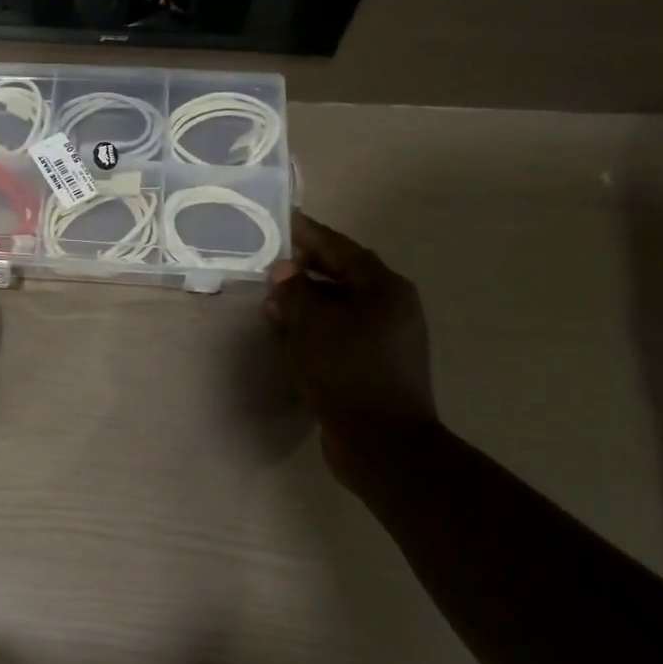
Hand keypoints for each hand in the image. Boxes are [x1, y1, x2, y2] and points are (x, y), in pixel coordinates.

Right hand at [264, 212, 437, 479]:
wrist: (382, 443)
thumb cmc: (348, 373)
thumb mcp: (313, 326)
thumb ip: (295, 292)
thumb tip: (283, 272)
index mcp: (385, 289)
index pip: (342, 249)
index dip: (311, 235)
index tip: (285, 220)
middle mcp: (391, 308)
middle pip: (343, 276)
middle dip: (305, 270)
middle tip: (271, 264)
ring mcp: (385, 339)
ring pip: (340, 307)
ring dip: (307, 302)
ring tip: (271, 301)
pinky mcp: (374, 365)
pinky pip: (340, 333)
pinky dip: (315, 327)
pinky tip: (289, 333)